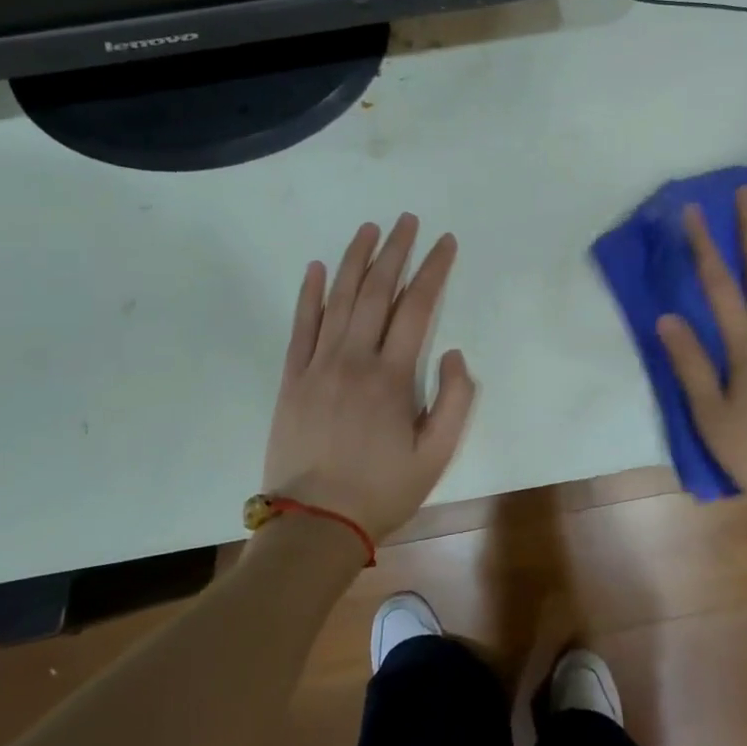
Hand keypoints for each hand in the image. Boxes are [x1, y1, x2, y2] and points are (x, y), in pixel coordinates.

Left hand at [262, 214, 475, 542]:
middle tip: (408, 220)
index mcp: (391, 376)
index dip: (434, 270)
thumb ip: (454, 400)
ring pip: (337, 299)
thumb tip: (452, 353)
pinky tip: (314, 268)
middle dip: (395, 251)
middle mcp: (353, 360)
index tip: (445, 242)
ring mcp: (317, 366)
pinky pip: (300, 327)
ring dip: (354, 260)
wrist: (314, 525)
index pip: (417, 307)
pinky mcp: (291, 379)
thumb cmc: (382, 490)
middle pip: (376, 291)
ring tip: (369, 229)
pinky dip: (308, 294)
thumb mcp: (437, 454)